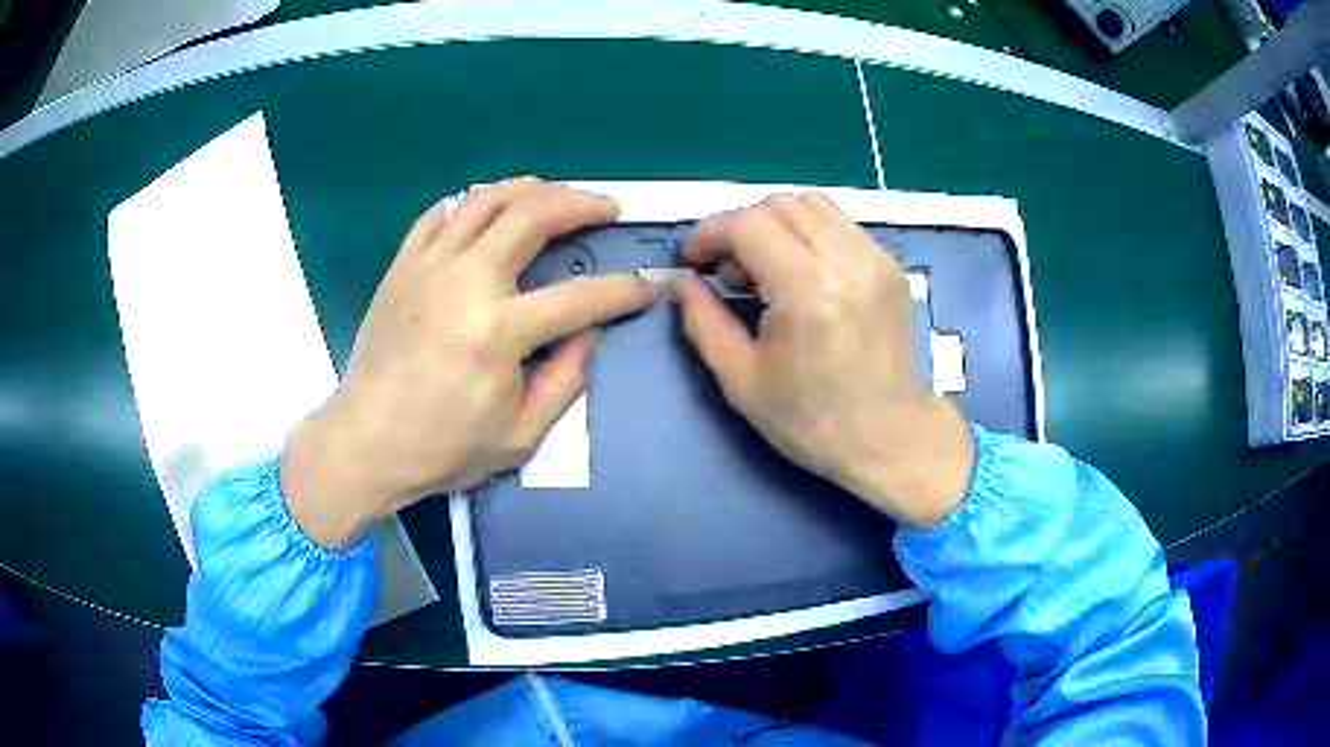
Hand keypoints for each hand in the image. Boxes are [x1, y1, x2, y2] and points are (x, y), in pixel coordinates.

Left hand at [281, 178, 656, 549]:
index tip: (645, 285)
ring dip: (530, 188)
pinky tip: (487, 212)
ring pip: (486, 199)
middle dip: (581, 203)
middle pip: (532, 215)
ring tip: (554, 195)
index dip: (622, 289)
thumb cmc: (444, 448)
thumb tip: (590, 330)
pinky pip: (439, 214)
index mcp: (499, 332)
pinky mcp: (402, 265)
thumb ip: (565, 381)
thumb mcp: (521, 437)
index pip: (580, 296)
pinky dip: (470, 203)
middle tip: (606, 208)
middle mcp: (466, 283)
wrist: (366, 441)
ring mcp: (428, 266)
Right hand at [676, 193, 973, 529]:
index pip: (749, 224)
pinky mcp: (890, 265)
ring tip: (766, 269)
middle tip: (730, 273)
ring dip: (775, 225)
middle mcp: (846, 259)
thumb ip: (704, 321)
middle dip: (740, 227)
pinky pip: (839, 225)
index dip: (710, 233)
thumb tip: (684, 281)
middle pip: (779, 205)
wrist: (890, 437)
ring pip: (811, 205)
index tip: (693, 260)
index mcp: (807, 290)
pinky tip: (802, 274)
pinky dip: (808, 234)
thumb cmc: (812, 420)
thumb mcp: (741, 380)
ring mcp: (875, 257)